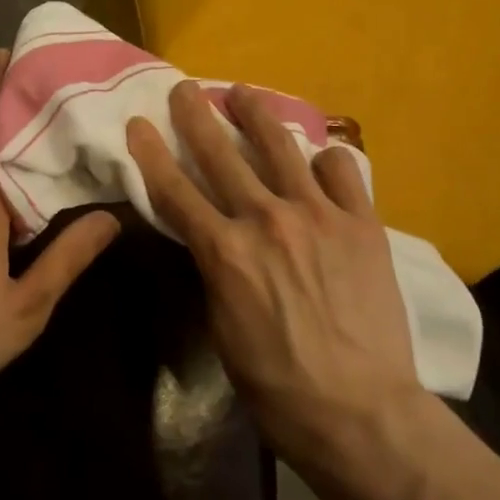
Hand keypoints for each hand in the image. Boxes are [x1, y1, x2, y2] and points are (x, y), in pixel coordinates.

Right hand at [125, 81, 422, 464]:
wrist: (360, 411)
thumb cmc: (278, 385)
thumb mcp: (223, 328)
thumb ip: (216, 269)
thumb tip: (214, 235)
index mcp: (225, 251)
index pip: (175, 189)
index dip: (151, 152)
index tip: (138, 123)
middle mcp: (266, 219)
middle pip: (220, 153)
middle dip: (196, 115)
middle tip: (186, 89)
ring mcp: (318, 214)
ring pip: (280, 145)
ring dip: (256, 114)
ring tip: (244, 94)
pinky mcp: (361, 221)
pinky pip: (341, 170)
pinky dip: (325, 159)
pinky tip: (318, 158)